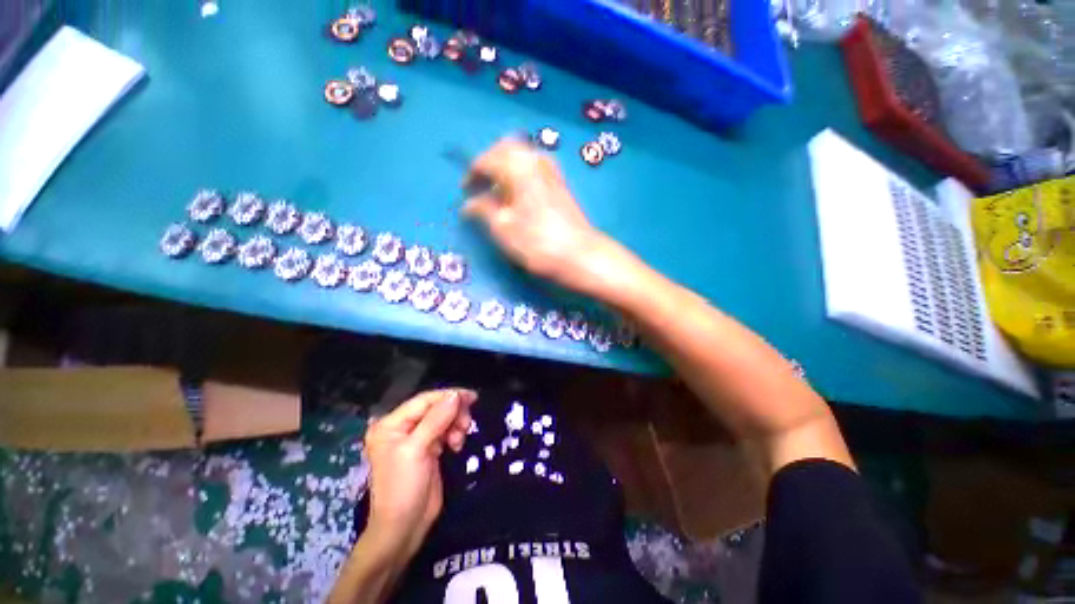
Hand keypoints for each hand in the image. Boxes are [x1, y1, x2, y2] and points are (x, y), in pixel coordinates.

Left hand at [364, 388, 477, 558]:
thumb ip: (436, 420)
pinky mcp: (428, 449)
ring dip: (456, 425)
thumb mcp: (417, 450)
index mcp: (391, 424)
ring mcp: (416, 439)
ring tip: (459, 440)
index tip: (471, 397)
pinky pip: (446, 431)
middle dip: (453, 413)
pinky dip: (454, 434)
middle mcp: (402, 428)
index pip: (424, 400)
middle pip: (435, 408)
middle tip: (466, 424)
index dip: (448, 396)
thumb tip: (455, 395)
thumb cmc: (402, 488)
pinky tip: (456, 446)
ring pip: (443, 418)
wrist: (404, 528)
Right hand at [463, 139, 610, 293]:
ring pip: (522, 157)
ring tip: (497, 192)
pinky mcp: (560, 184)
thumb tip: (468, 204)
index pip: (487, 159)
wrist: (579, 254)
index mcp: (518, 166)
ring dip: (505, 168)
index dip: (472, 175)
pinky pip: (534, 168)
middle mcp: (536, 160)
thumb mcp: (503, 228)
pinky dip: (520, 175)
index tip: (465, 192)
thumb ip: (483, 210)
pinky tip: (517, 196)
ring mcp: (551, 171)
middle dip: (489, 164)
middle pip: (506, 149)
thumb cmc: (537, 242)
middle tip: (480, 185)